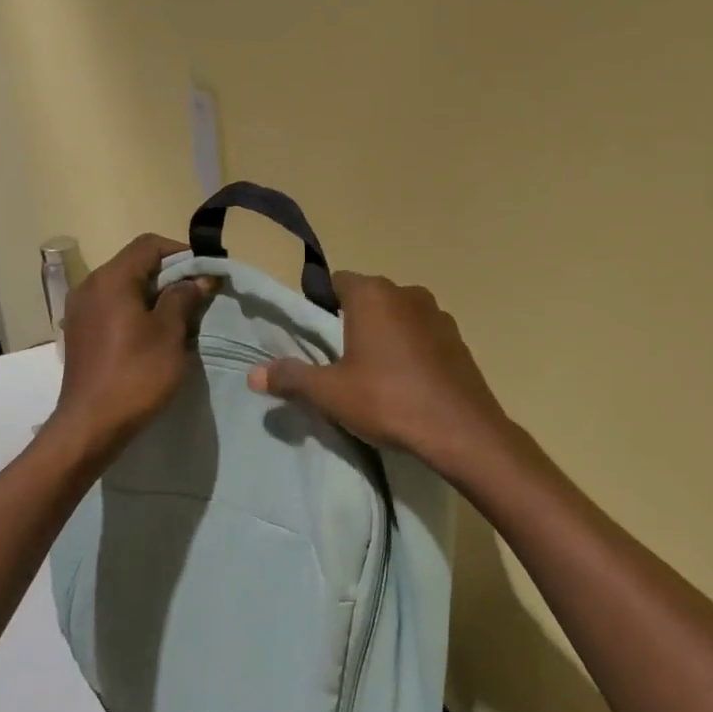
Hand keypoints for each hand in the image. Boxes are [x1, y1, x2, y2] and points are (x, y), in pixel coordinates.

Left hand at [49, 234, 214, 457]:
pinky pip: (113, 309)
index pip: (149, 245)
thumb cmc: (136, 375)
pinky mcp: (81, 334)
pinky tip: (154, 336)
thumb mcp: (169, 334)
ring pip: (124, 288)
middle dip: (170, 276)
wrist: (92, 424)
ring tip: (181, 318)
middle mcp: (90, 287)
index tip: (206, 273)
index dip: (182, 253)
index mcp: (111, 280)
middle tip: (199, 297)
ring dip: (155, 296)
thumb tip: (198, 278)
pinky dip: (137, 312)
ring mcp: (81, 311)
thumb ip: (183, 298)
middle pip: (135, 265)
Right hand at [247, 271, 512, 475]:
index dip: (322, 304)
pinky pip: (424, 335)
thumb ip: (292, 378)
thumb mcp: (330, 393)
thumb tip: (252, 374)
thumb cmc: (387, 400)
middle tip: (341, 359)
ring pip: (399, 316)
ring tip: (376, 373)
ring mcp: (438, 314)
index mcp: (372, 295)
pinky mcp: (458, 339)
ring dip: (385, 334)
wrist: (460, 429)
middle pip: (369, 298)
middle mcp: (407, 293)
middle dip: (353, 321)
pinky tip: (408, 382)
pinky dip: (412, 349)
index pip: (337, 282)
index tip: (316, 335)